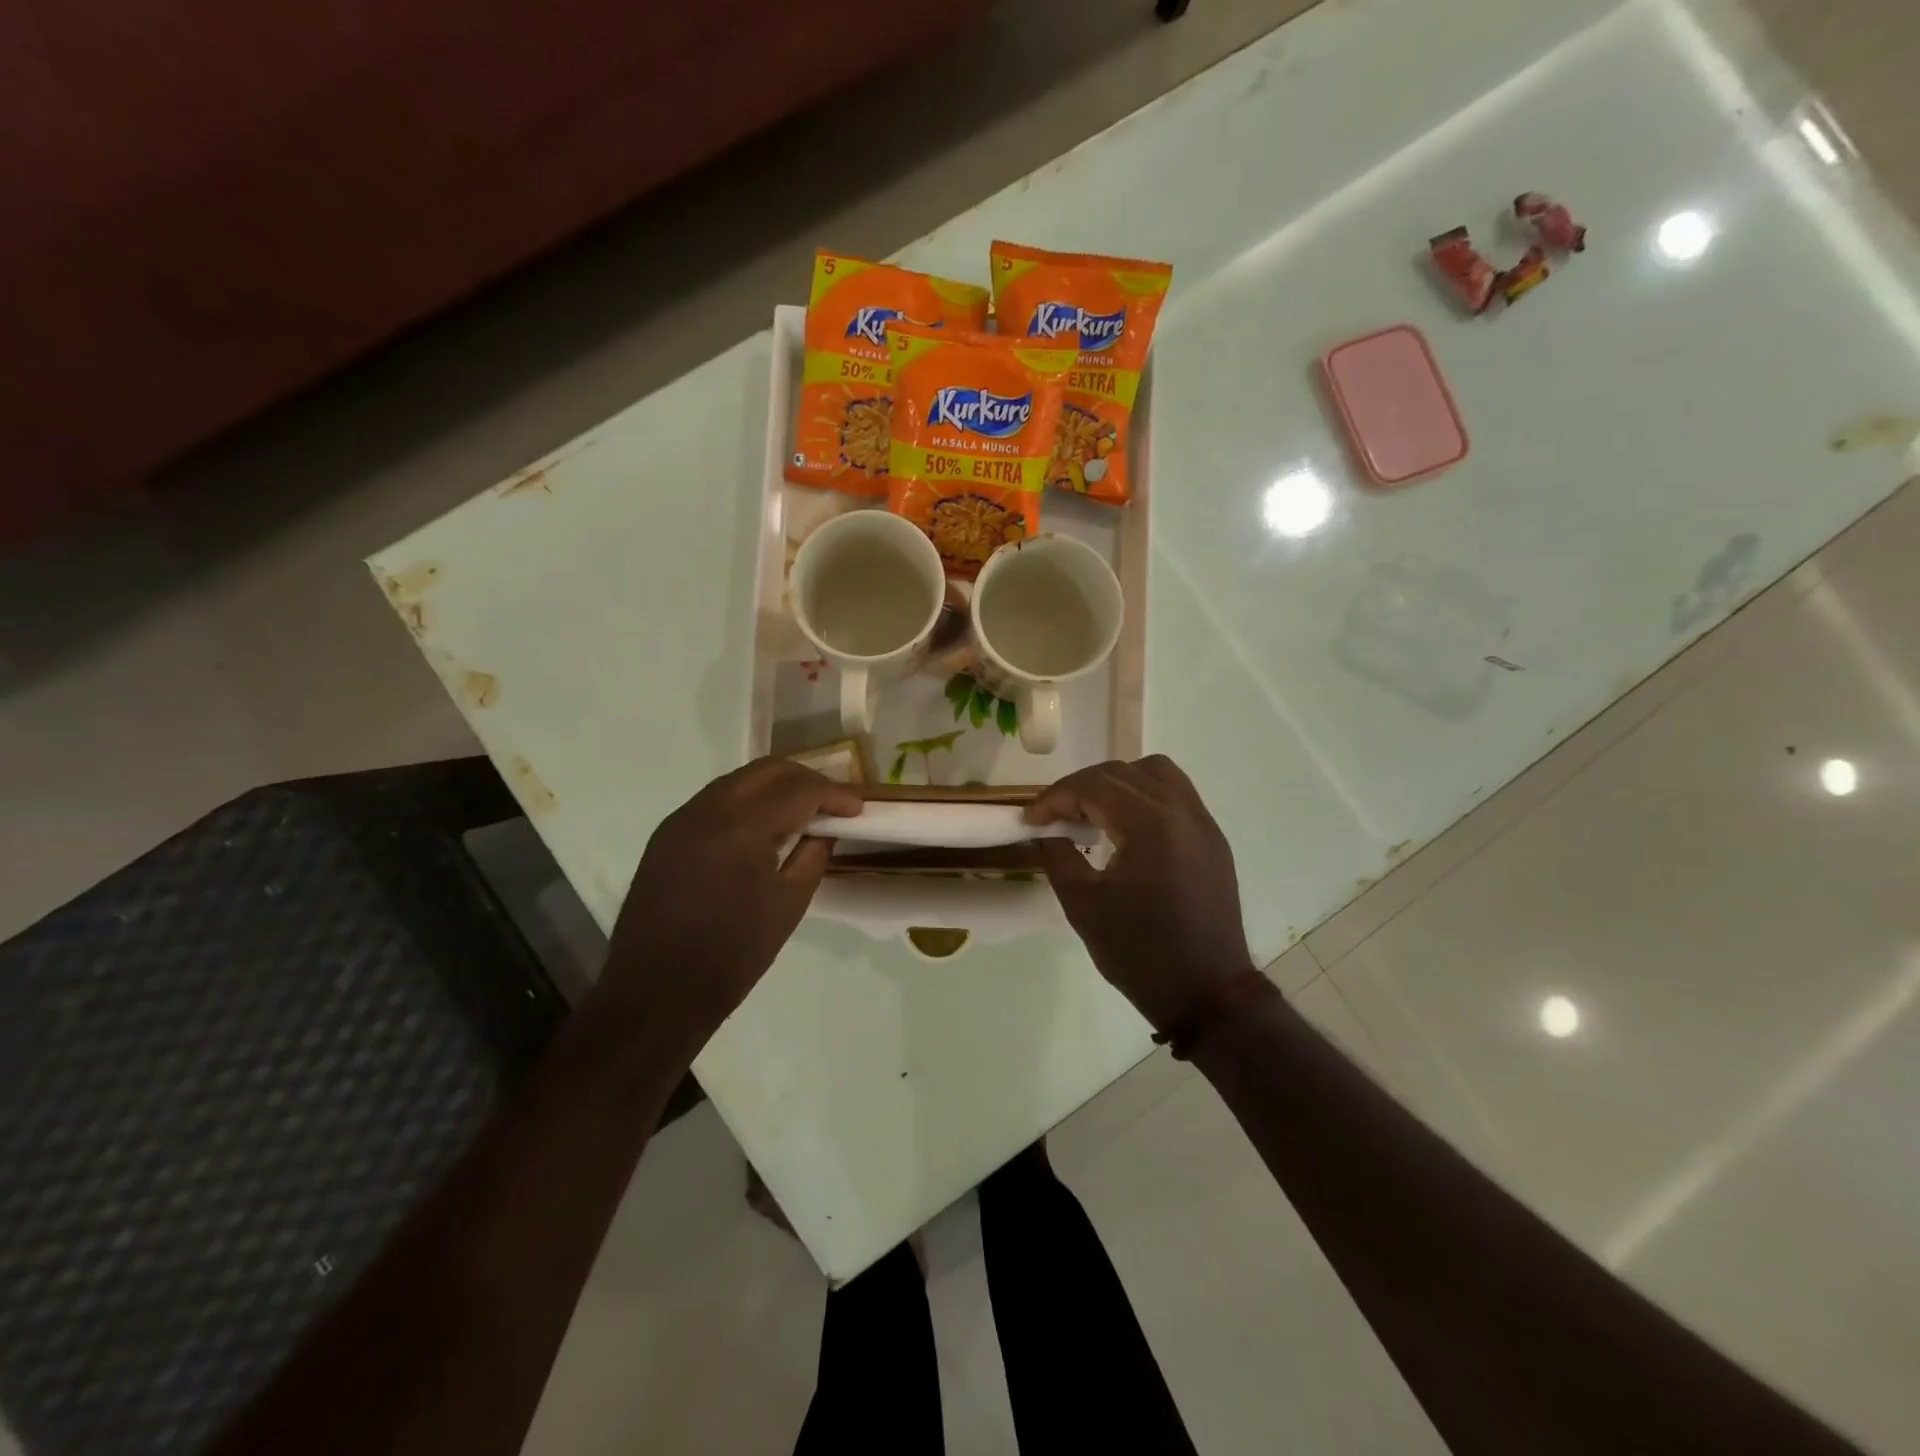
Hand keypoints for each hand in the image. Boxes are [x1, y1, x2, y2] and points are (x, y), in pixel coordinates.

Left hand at [603, 758, 860, 1050]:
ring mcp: (681, 819)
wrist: (656, 993)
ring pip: (739, 779)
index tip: (858, 808)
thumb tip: (825, 829)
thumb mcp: (788, 906)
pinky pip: (716, 799)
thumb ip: (812, 856)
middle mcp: (707, 810)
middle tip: (832, 803)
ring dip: (775, 786)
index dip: (834, 794)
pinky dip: (747, 800)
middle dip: (806, 780)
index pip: (798, 790)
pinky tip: (763, 825)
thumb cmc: (732, 956)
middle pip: (767, 770)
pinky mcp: (667, 834)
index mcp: (741, 829)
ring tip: (802, 811)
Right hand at [1025, 756, 1259, 1034]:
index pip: (1094, 787)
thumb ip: (1058, 857)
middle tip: (1055, 816)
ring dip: (1117, 782)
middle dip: (1081, 787)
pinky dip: (1145, 795)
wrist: (1207, 994)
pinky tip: (1127, 827)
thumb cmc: (1141, 953)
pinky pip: (1176, 794)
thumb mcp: (1084, 907)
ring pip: (1156, 772)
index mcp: (1151, 825)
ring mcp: (1203, 823)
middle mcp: (1181, 811)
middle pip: (1122, 772)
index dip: (1055, 798)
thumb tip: (1045, 833)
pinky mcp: (1213, 840)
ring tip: (1093, 812)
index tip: (1030, 819)